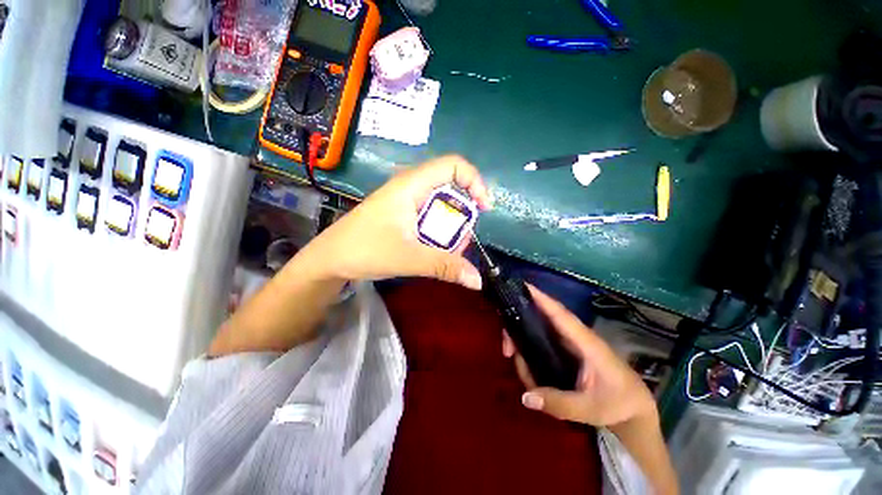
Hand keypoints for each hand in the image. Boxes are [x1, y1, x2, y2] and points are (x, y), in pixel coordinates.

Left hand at [301, 155, 491, 289]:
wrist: (330, 259)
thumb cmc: (365, 250)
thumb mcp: (410, 258)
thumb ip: (445, 266)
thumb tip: (478, 281)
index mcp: (411, 185)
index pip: (453, 165)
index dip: (475, 182)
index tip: (483, 209)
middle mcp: (410, 186)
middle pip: (450, 186)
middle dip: (464, 212)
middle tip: (463, 239)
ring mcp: (405, 200)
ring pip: (440, 203)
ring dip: (451, 225)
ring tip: (450, 250)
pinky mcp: (402, 213)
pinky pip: (430, 214)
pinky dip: (439, 230)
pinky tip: (435, 249)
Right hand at [503, 286, 656, 427]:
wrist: (635, 409)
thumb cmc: (619, 404)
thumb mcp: (590, 409)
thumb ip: (558, 403)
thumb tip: (525, 397)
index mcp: (586, 342)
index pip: (561, 315)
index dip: (542, 299)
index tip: (522, 286)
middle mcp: (575, 337)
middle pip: (542, 320)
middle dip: (520, 328)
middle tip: (507, 349)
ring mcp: (570, 344)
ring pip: (540, 332)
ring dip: (523, 345)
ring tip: (520, 368)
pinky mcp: (566, 351)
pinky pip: (542, 344)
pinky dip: (530, 353)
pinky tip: (527, 370)